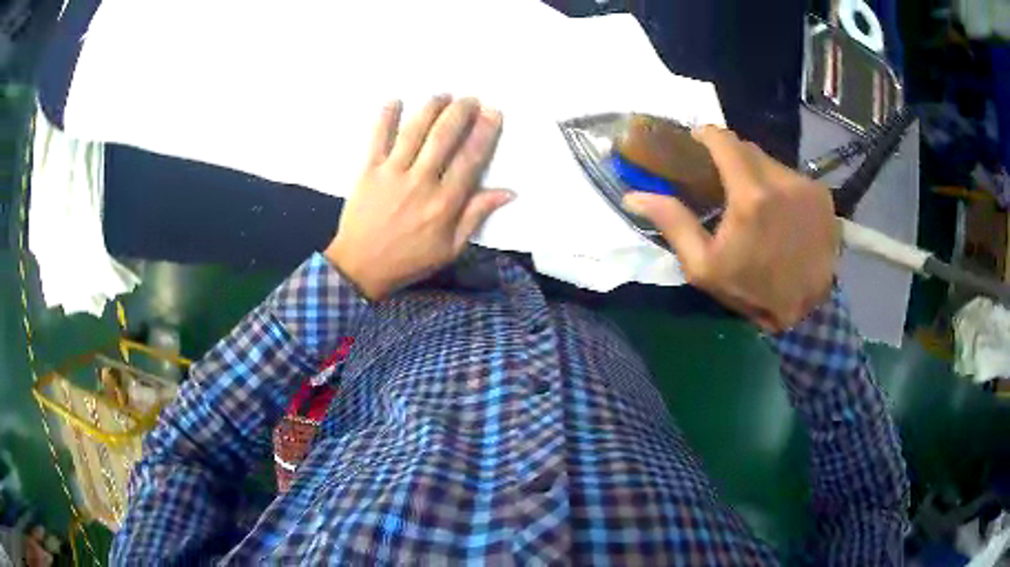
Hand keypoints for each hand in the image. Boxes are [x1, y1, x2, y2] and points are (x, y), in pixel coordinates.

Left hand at [325, 96, 513, 299]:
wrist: (360, 267)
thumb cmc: (409, 260)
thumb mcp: (450, 248)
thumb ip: (476, 216)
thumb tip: (508, 192)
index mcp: (444, 203)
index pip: (470, 159)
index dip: (484, 133)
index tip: (493, 113)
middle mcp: (420, 182)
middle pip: (444, 137)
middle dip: (460, 112)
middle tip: (470, 99)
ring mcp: (392, 173)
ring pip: (414, 131)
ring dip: (430, 108)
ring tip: (443, 95)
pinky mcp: (368, 171)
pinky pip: (377, 138)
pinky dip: (385, 118)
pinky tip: (395, 101)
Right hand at [623, 126, 837, 331]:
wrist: (806, 312)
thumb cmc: (752, 290)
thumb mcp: (704, 266)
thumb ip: (673, 223)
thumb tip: (633, 195)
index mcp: (750, 195)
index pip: (724, 140)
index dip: (706, 134)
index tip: (696, 140)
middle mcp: (782, 180)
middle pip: (748, 148)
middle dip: (731, 155)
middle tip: (720, 176)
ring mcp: (807, 186)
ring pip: (772, 162)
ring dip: (757, 172)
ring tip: (753, 200)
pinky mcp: (823, 196)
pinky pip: (793, 177)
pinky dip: (781, 186)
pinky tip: (780, 211)